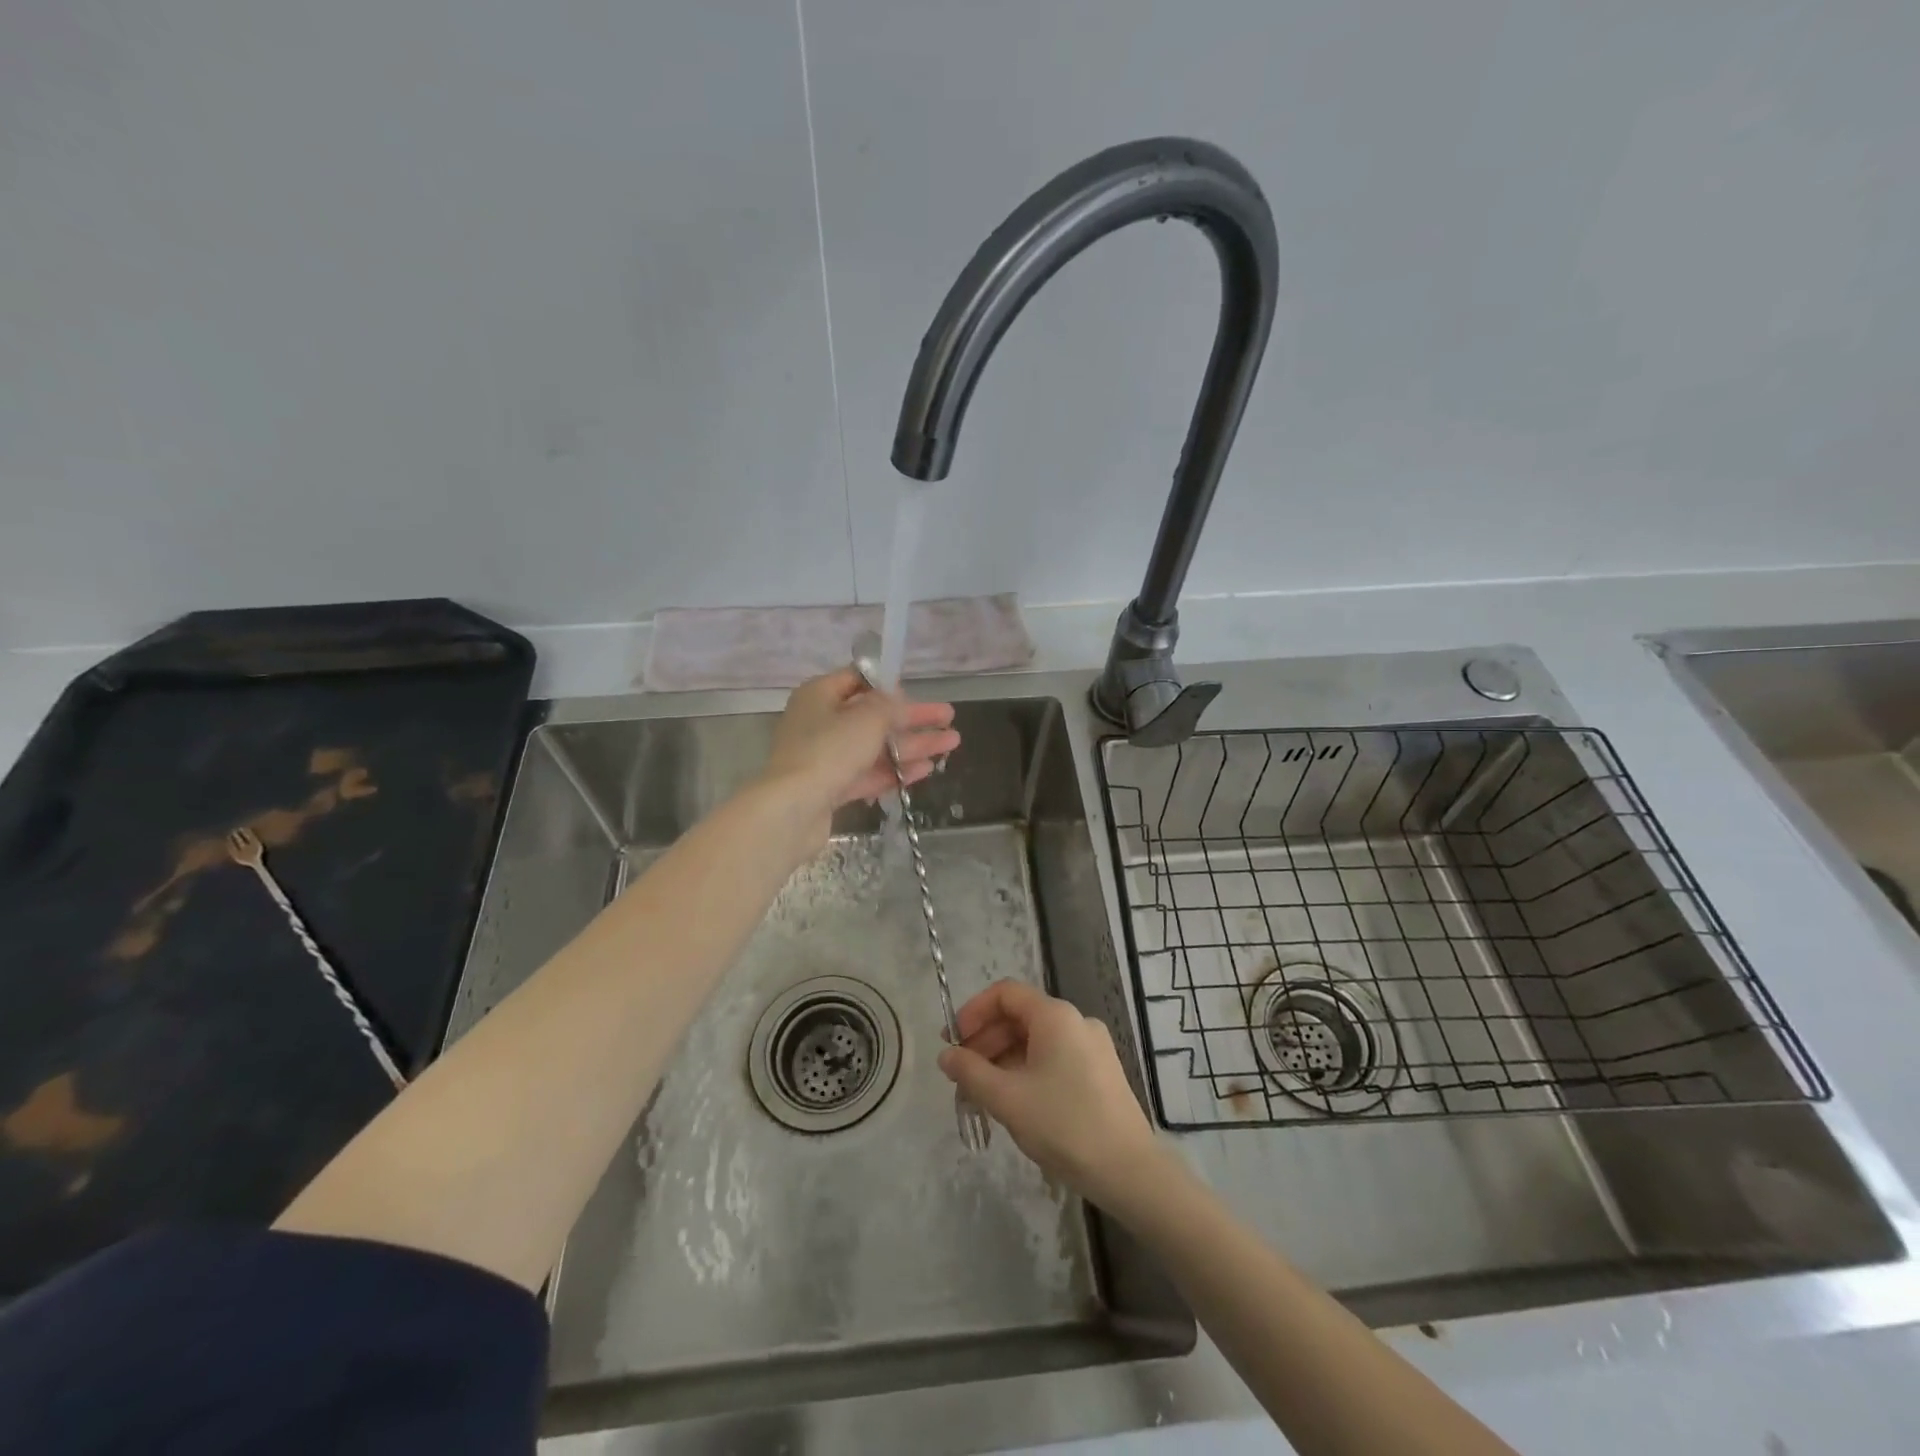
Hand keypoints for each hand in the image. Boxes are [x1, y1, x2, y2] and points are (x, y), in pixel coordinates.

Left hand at [758, 668, 958, 842]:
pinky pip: (868, 773)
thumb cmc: (829, 751)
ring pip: (875, 747)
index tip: (916, 692)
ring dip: (912, 745)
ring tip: (951, 744)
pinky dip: (896, 770)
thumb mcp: (867, 718)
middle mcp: (820, 722)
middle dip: (912, 718)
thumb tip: (897, 700)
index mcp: (820, 695)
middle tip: (948, 718)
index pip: (858, 679)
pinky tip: (926, 770)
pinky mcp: (831, 788)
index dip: (889, 684)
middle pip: (873, 716)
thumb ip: (889, 705)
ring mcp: (825, 758)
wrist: (793, 809)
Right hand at [937, 981, 1164, 1208]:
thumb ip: (971, 1072)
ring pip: (1035, 1040)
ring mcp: (1091, 1047)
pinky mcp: (1099, 1072)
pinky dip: (1026, 1071)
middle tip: (960, 1074)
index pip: (1005, 994)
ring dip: (1003, 1060)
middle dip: (985, 1041)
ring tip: (980, 1095)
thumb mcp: (1008, 1099)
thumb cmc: (1064, 1125)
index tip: (952, 1041)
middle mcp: (1076, 1021)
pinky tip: (1013, 1102)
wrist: (1129, 1170)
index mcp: (1055, 1016)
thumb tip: (946, 1056)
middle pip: (1019, 1016)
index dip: (973, 1012)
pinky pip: (1053, 1058)